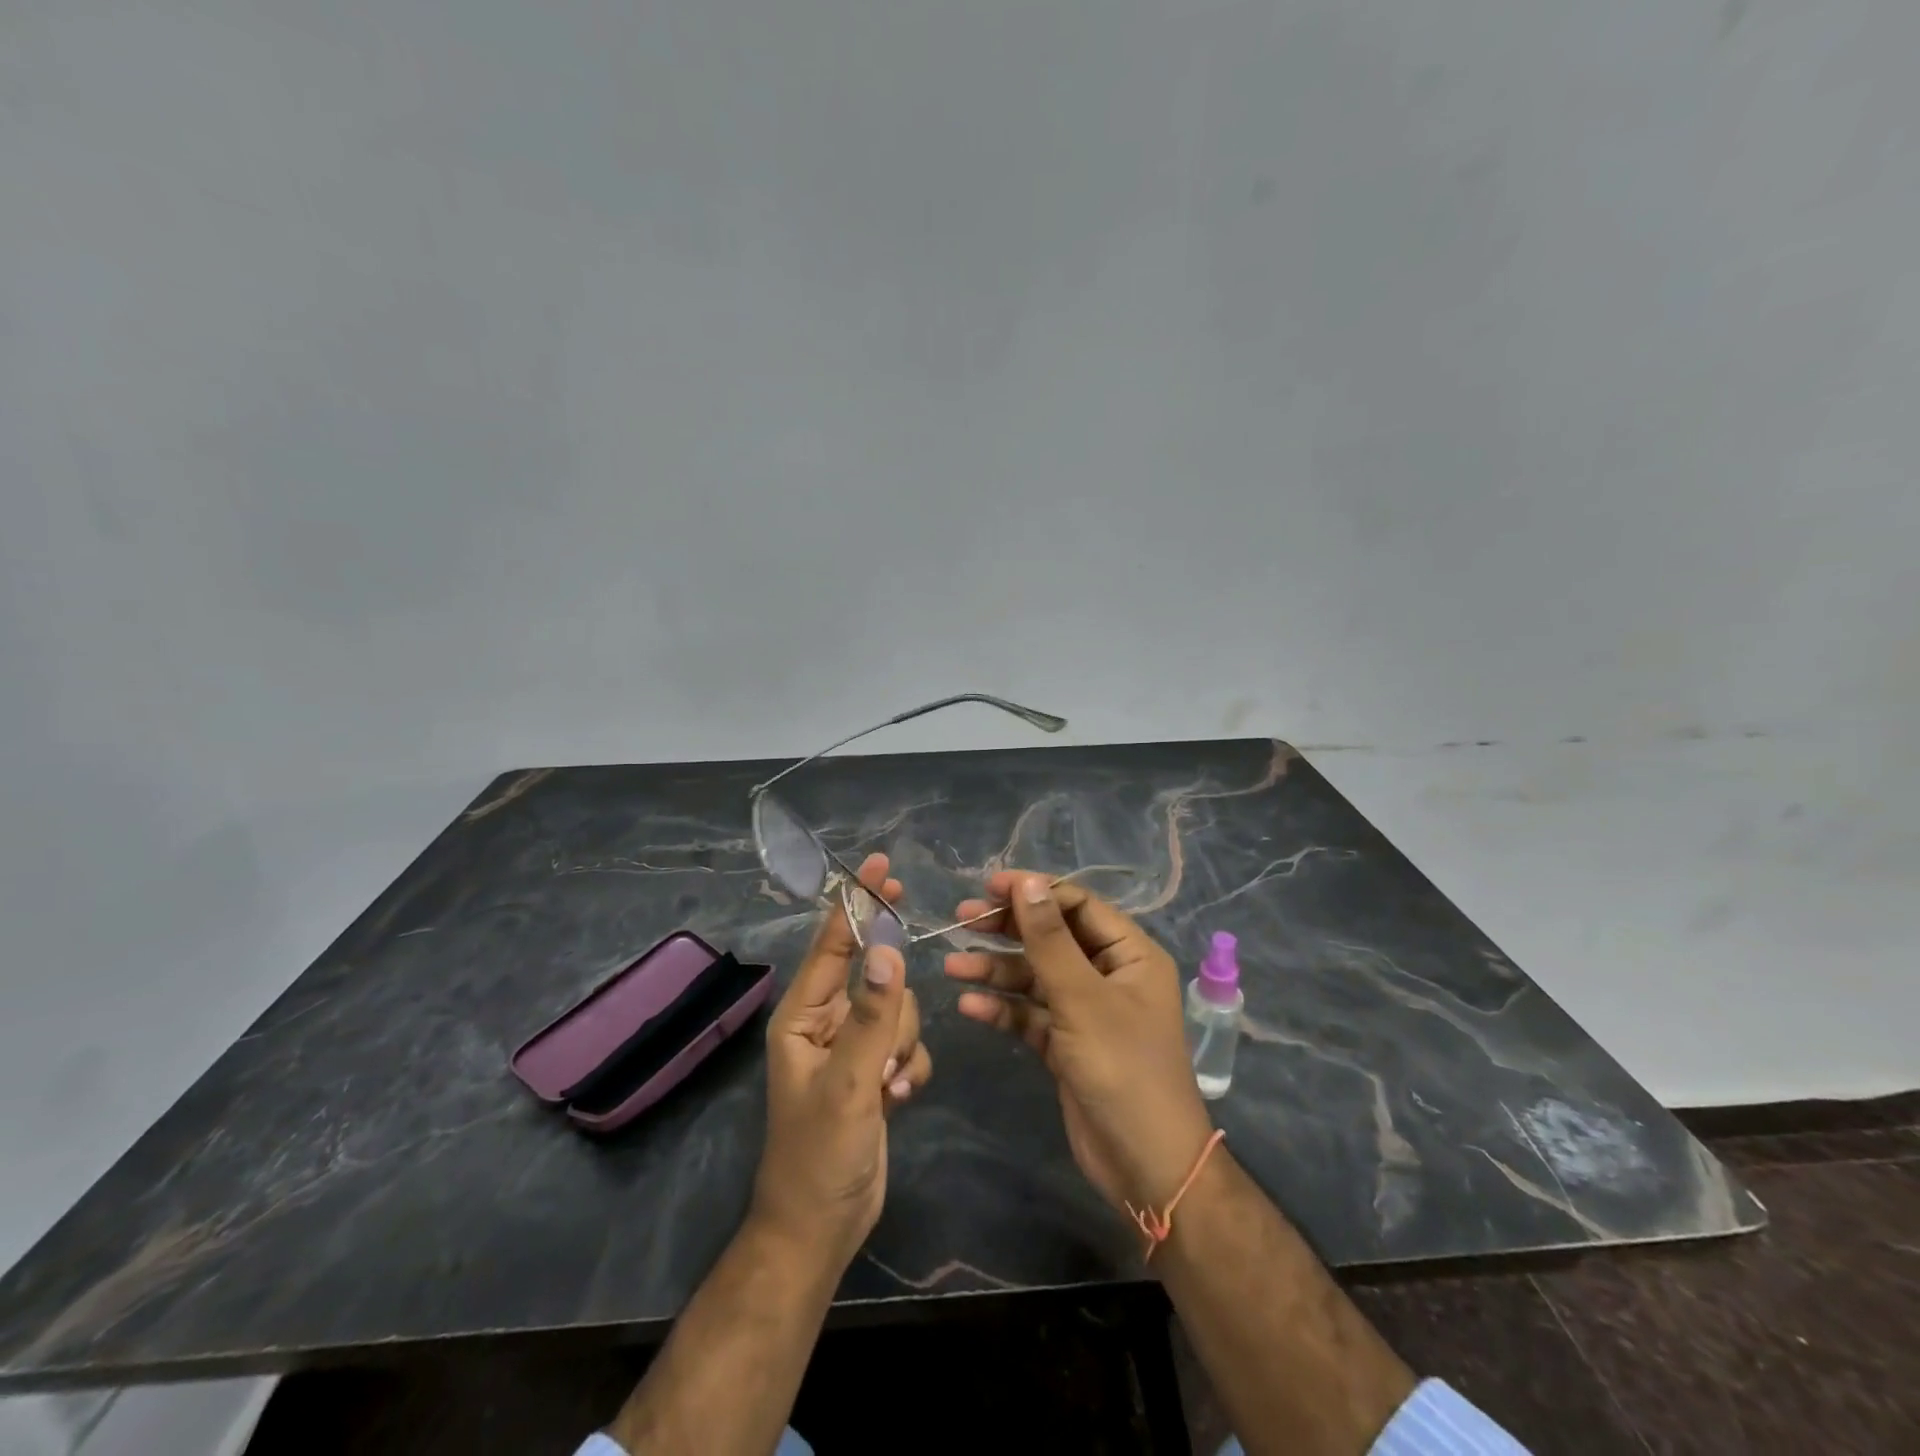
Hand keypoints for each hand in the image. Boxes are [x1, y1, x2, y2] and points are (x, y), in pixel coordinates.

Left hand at [751, 853, 931, 1266]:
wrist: (821, 1229)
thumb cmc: (817, 1155)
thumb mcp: (847, 1085)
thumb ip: (870, 1016)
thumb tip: (888, 949)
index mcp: (803, 1015)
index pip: (833, 943)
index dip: (856, 903)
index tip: (881, 867)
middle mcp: (827, 1022)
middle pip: (877, 977)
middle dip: (889, 1009)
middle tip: (883, 1050)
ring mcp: (854, 1047)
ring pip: (898, 1011)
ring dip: (899, 1045)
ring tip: (883, 1087)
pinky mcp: (877, 1071)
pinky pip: (908, 1043)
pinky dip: (909, 1067)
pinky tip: (896, 1100)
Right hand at [944, 871, 1213, 1217]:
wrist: (1145, 1166)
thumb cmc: (1122, 1068)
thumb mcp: (1082, 998)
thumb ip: (1050, 939)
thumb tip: (1027, 882)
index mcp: (1129, 954)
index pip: (1077, 905)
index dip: (1034, 892)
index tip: (989, 888)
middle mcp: (1109, 974)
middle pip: (1052, 938)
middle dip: (1007, 929)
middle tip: (961, 919)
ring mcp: (1086, 1010)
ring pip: (1035, 977)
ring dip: (996, 971)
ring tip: (953, 966)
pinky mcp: (1066, 1044)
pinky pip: (1030, 1014)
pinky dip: (1003, 1009)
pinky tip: (970, 1006)